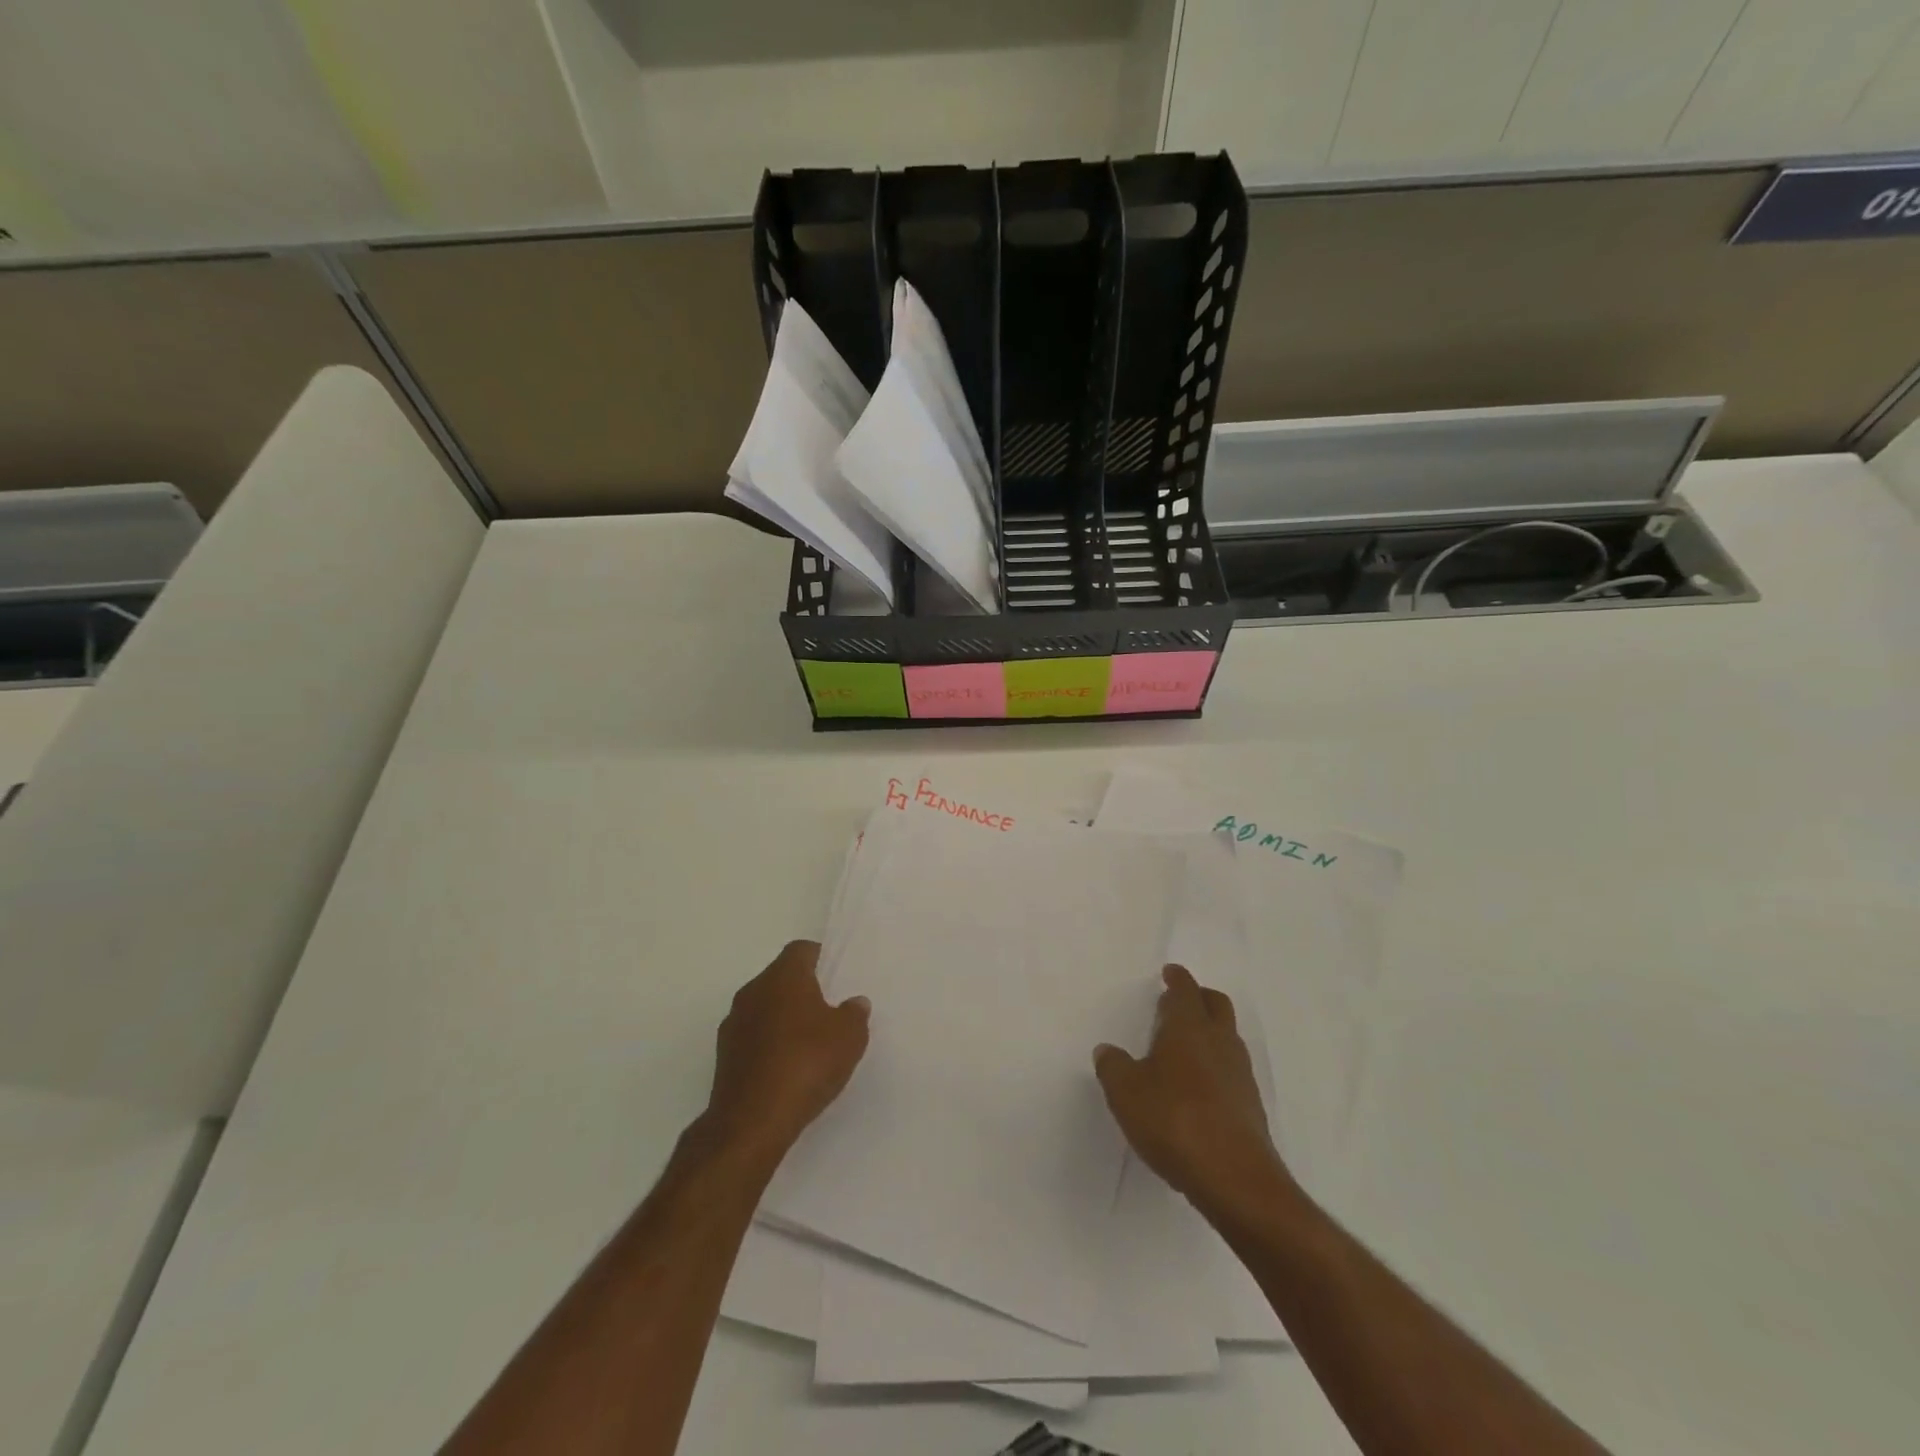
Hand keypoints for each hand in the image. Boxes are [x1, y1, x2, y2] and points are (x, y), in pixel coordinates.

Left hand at [702, 940, 870, 1172]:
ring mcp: (734, 1023)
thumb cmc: (806, 1064)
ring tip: (810, 1044)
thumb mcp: (849, 1037)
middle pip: (781, 978)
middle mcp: (753, 991)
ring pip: (765, 1008)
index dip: (821, 959)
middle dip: (803, 990)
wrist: (751, 1122)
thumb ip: (855, 1014)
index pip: (801, 950)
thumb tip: (854, 1002)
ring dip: (784, 1019)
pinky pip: (753, 1037)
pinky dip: (770, 1044)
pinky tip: (788, 1068)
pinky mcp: (724, 1056)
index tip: (837, 977)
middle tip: (829, 1011)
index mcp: (783, 976)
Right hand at [1094, 965, 1290, 1211]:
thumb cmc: (1174, 1120)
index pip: (1186, 990)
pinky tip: (1198, 1088)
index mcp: (1189, 1028)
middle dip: (1199, 998)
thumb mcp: (1125, 1092)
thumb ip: (1113, 1067)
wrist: (1235, 1178)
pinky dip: (1216, 1067)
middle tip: (1178, 1003)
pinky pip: (1232, 1071)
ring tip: (1184, 1047)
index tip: (1170, 973)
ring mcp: (1240, 1074)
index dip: (1177, 979)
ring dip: (1209, 1033)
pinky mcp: (1250, 1106)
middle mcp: (1219, 1042)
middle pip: (1216, 1005)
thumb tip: (1108, 1051)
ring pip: (1227, 1037)